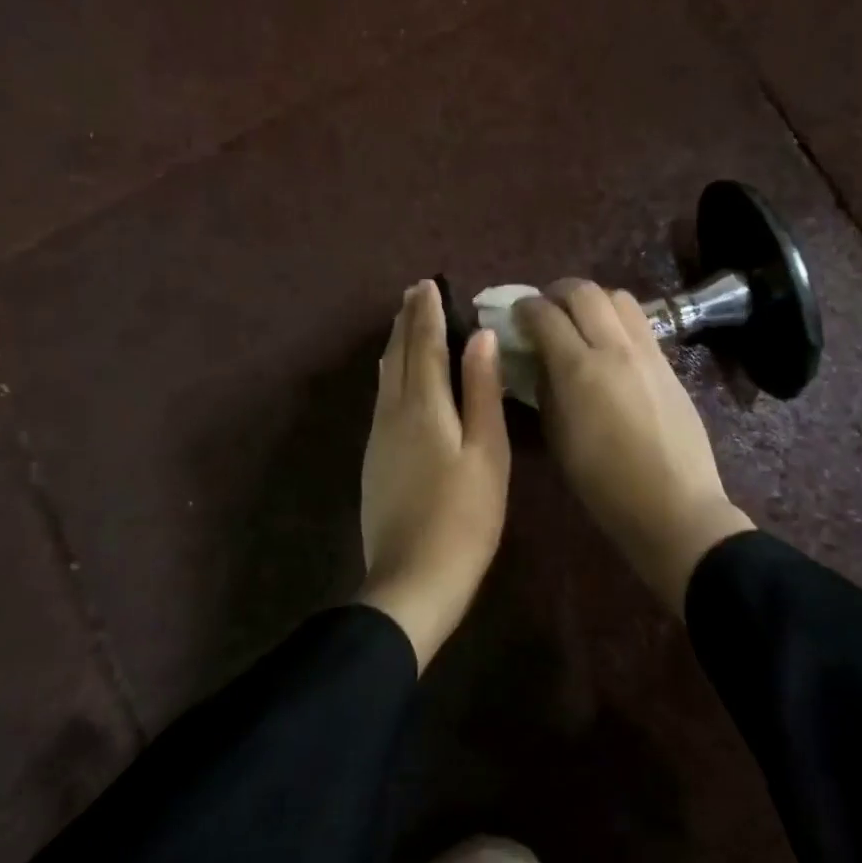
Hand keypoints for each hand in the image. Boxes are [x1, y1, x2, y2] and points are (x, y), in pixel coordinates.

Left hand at [359, 281, 511, 669]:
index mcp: (424, 407)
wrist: (414, 578)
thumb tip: (479, 337)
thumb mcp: (487, 451)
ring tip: (403, 323)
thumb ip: (481, 392)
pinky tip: (392, 377)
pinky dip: (390, 374)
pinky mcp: (374, 461)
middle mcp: (393, 413)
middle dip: (406, 322)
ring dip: (396, 345)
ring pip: (385, 377)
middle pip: (398, 356)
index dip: (427, 314)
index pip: (425, 346)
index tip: (429, 284)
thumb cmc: (465, 516)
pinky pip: (382, 399)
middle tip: (412, 293)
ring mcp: (379, 439)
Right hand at [515, 280, 752, 613]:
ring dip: (592, 299)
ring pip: (619, 297)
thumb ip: (546, 389)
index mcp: (579, 370)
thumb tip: (540, 360)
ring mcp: (648, 353)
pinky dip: (617, 318)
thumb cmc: (604, 485)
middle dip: (557, 292)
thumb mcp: (558, 438)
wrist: (673, 506)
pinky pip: (640, 322)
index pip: (546, 315)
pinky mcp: (669, 364)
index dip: (525, 308)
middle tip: (545, 308)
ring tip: (580, 319)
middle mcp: (614, 349)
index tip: (516, 314)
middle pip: (584, 292)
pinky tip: (609, 342)